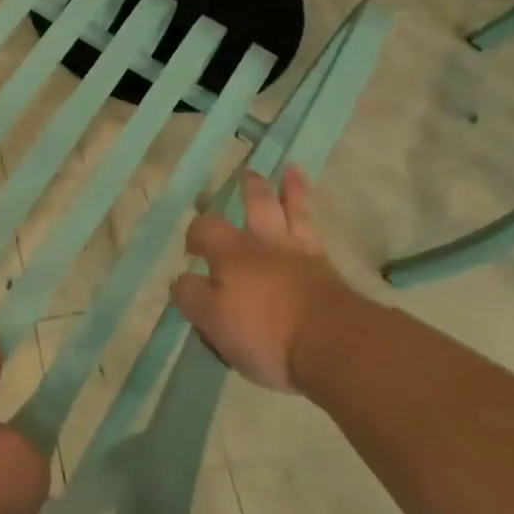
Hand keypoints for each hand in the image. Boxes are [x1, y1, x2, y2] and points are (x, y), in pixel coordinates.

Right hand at [171, 166, 363, 393]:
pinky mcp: (327, 269)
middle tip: (246, 175)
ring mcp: (299, 253)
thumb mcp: (213, 321)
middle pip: (255, 205)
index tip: (194, 249)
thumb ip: (192, 296)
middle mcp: (263, 244)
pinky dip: (311, 211)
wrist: (332, 342)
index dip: (196, 234)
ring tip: (291, 171)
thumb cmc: (265, 333)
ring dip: (291, 189)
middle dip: (249, 190)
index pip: (205, 230)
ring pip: (292, 210)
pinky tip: (310, 210)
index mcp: (231, 253)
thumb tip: (182, 280)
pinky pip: (315, 230)